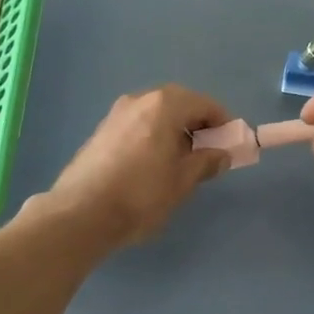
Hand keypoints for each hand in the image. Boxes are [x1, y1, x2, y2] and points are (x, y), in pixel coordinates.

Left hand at [40, 85, 233, 245]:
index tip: (231, 144)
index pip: (204, 104)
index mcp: (164, 105)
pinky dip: (153, 135)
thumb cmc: (142, 194)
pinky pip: (138, 125)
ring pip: (156, 114)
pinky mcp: (101, 131)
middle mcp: (140, 100)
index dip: (223, 123)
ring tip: (181, 161)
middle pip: (179, 103)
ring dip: (174, 129)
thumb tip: (221, 154)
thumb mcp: (182, 181)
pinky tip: (153, 164)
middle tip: (208, 151)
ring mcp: (116, 114)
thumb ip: (206, 162)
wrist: (82, 213)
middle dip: (197, 124)